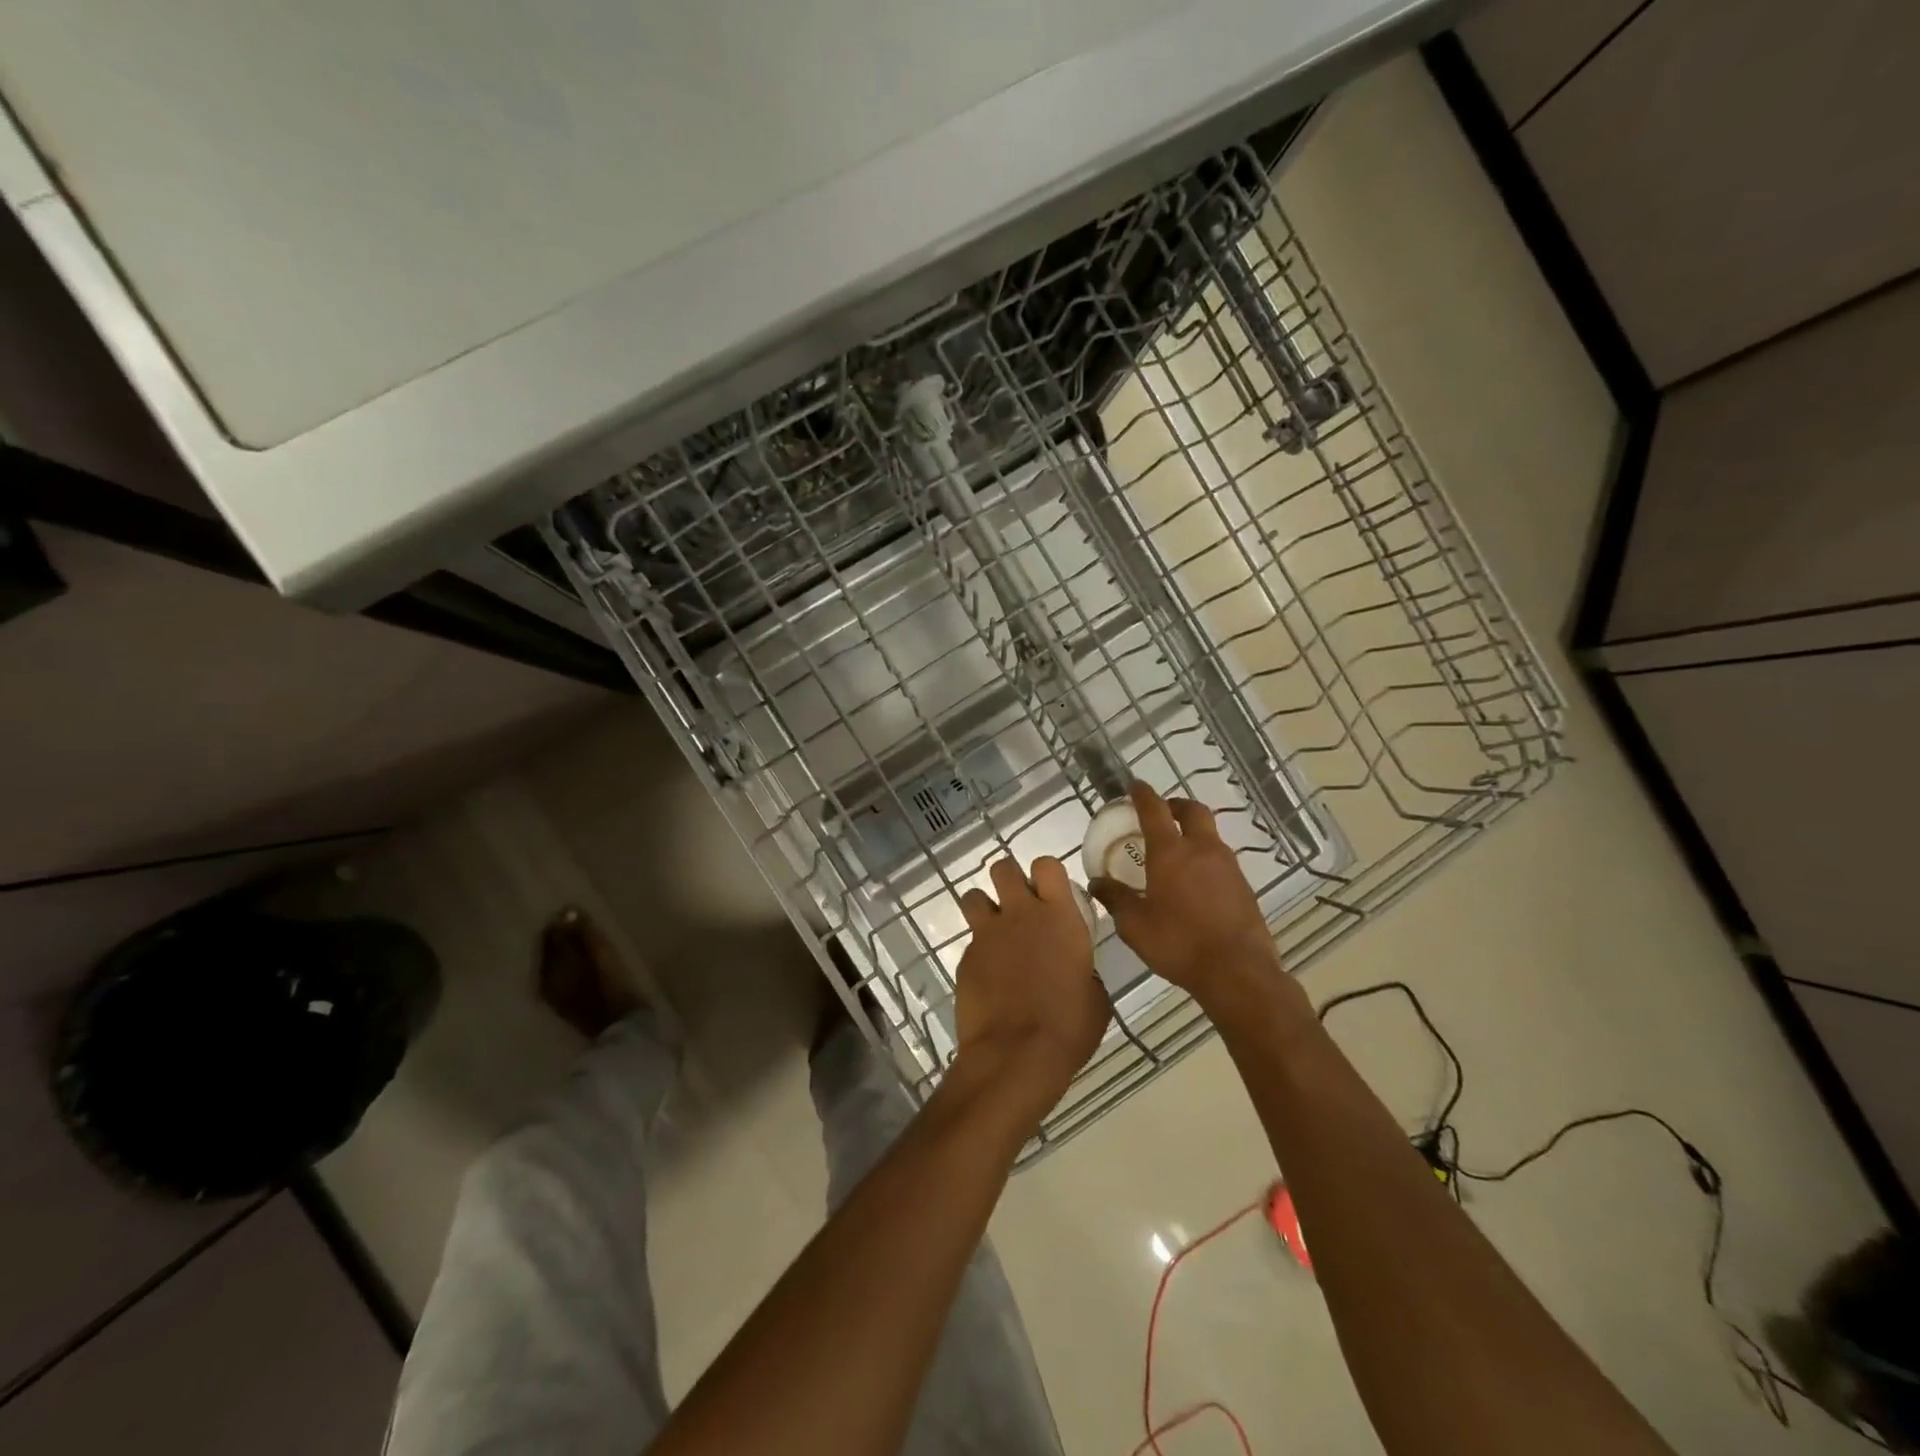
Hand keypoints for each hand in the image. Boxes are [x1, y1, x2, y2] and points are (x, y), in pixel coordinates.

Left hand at [951, 856, 1109, 1123]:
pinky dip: (979, 953)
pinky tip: (989, 978)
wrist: (1016, 1055)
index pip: (1047, 865)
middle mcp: (1020, 914)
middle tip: (1019, 905)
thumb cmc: (1068, 1027)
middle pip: (1003, 868)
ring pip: (973, 896)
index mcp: (1059, 917)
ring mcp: (987, 935)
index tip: (1050, 893)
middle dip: (1009, 880)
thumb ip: (1083, 969)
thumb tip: (1076, 971)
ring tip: (996, 933)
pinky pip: (970, 942)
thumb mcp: (1094, 997)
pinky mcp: (965, 958)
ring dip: (984, 907)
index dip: (1046, 874)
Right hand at [1089, 782, 1284, 1008]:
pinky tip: (1196, 881)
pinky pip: (1222, 860)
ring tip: (1177, 850)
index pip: (1155, 810)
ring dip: (1193, 832)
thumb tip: (1097, 882)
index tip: (1135, 786)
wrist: (1238, 972)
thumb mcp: (1134, 925)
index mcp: (1171, 853)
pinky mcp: (1244, 887)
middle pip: (1193, 811)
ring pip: (1211, 835)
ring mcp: (1228, 867)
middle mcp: (1202, 850)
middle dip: (1176, 805)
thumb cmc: (1178, 943)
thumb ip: (1115, 898)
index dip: (1143, 795)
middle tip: (1163, 811)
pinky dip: (1206, 858)